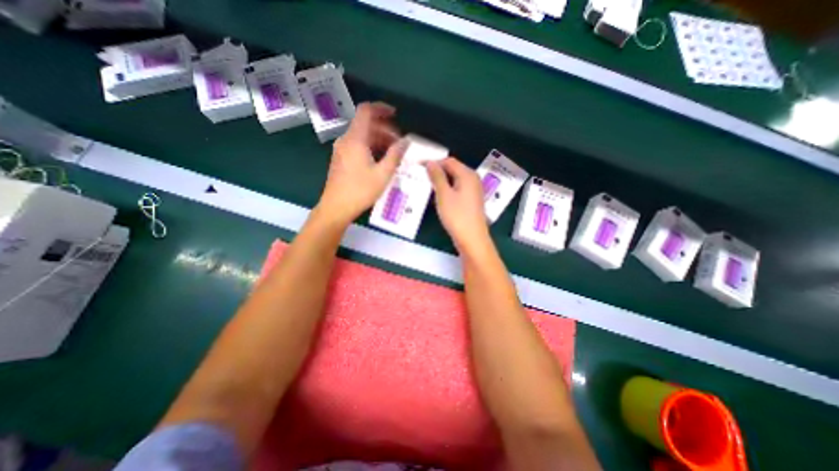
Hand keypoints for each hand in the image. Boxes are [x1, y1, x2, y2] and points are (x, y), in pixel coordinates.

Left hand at [317, 101, 408, 226]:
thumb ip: (395, 155)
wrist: (336, 207)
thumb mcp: (383, 174)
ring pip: (362, 136)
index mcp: (355, 139)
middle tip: (399, 142)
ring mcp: (341, 150)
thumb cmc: (360, 191)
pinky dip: (370, 147)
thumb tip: (406, 141)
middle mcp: (346, 140)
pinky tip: (380, 160)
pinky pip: (357, 145)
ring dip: (378, 140)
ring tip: (393, 153)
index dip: (381, 108)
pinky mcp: (341, 159)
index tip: (395, 114)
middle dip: (385, 129)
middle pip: (365, 124)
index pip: (366, 111)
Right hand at [427, 157, 492, 254]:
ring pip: (455, 180)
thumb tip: (431, 162)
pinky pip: (458, 189)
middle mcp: (473, 179)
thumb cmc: (457, 215)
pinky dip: (448, 190)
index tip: (419, 166)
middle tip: (421, 176)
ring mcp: (473, 190)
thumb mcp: (444, 194)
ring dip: (442, 181)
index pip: (449, 161)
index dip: (434, 162)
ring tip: (427, 185)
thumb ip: (437, 177)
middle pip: (453, 169)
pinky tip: (438, 196)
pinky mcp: (471, 200)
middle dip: (437, 171)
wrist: (472, 239)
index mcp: (467, 174)